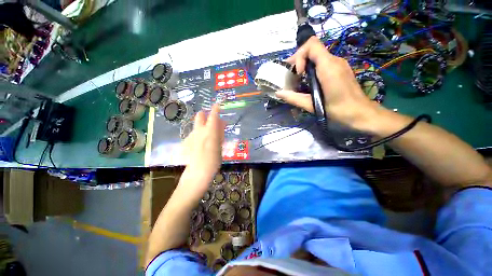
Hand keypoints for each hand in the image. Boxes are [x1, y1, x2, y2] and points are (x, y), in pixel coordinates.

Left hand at [180, 104, 224, 192]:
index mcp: (210, 132)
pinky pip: (194, 133)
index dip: (216, 108)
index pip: (213, 116)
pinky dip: (199, 135)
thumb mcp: (220, 147)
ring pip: (197, 125)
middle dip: (206, 115)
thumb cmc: (213, 161)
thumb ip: (220, 134)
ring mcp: (191, 135)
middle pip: (200, 116)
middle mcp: (199, 131)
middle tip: (212, 121)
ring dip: (203, 126)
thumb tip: (221, 124)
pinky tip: (201, 144)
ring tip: (209, 136)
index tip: (218, 104)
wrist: (197, 173)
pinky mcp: (186, 141)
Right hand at [276, 36, 382, 131]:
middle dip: (299, 60)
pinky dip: (313, 69)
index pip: (312, 45)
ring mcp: (339, 64)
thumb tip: (278, 93)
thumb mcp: (312, 105)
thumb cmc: (338, 110)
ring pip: (318, 56)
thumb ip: (294, 98)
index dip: (300, 55)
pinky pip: (324, 63)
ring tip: (299, 81)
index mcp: (329, 67)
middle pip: (313, 49)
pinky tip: (310, 82)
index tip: (297, 73)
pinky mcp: (341, 70)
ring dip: (305, 65)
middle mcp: (335, 61)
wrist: (361, 114)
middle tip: (292, 76)